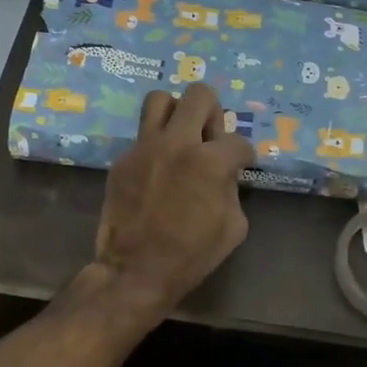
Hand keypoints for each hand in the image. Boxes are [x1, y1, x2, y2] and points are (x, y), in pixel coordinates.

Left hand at [92, 83, 254, 318]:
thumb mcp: (234, 226)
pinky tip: (157, 170)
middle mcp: (178, 143)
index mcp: (211, 162)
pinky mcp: (123, 160)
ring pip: (160, 99)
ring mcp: (145, 148)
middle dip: (212, 113)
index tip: (240, 167)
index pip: (238, 141)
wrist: (136, 270)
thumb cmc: (192, 254)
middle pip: (200, 95)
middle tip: (209, 139)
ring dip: (176, 113)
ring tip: (180, 137)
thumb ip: (232, 189)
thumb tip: (226, 174)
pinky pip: (142, 136)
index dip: (244, 156)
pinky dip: (155, 146)